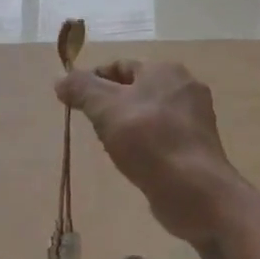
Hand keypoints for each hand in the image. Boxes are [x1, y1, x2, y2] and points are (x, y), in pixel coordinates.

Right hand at [55, 60, 239, 243]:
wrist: (195, 192)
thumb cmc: (148, 141)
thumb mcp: (105, 108)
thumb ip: (81, 89)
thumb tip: (61, 80)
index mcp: (165, 69)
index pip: (119, 66)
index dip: (93, 81)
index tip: (75, 104)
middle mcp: (184, 86)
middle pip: (134, 89)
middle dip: (110, 106)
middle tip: (95, 127)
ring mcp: (195, 118)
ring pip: (148, 114)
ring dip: (127, 126)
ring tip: (113, 148)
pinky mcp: (198, 146)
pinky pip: (162, 136)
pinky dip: (145, 144)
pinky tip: (135, 162)